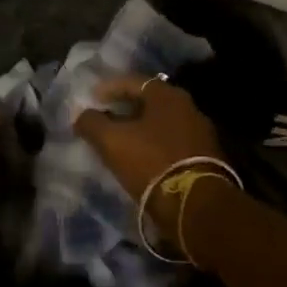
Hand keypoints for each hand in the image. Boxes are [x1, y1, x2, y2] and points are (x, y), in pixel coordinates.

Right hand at [73, 75, 222, 227]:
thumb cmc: (152, 162)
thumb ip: (92, 123)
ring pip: (161, 124)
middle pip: (149, 103)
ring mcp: (200, 134)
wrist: (197, 204)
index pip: (133, 81)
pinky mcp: (205, 158)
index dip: (109, 88)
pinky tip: (140, 159)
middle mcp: (189, 108)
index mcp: (168, 96)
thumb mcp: (113, 142)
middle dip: (124, 109)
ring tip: (119, 142)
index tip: (91, 98)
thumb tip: (81, 115)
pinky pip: (171, 144)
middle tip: (104, 119)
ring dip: (139, 130)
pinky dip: (153, 146)